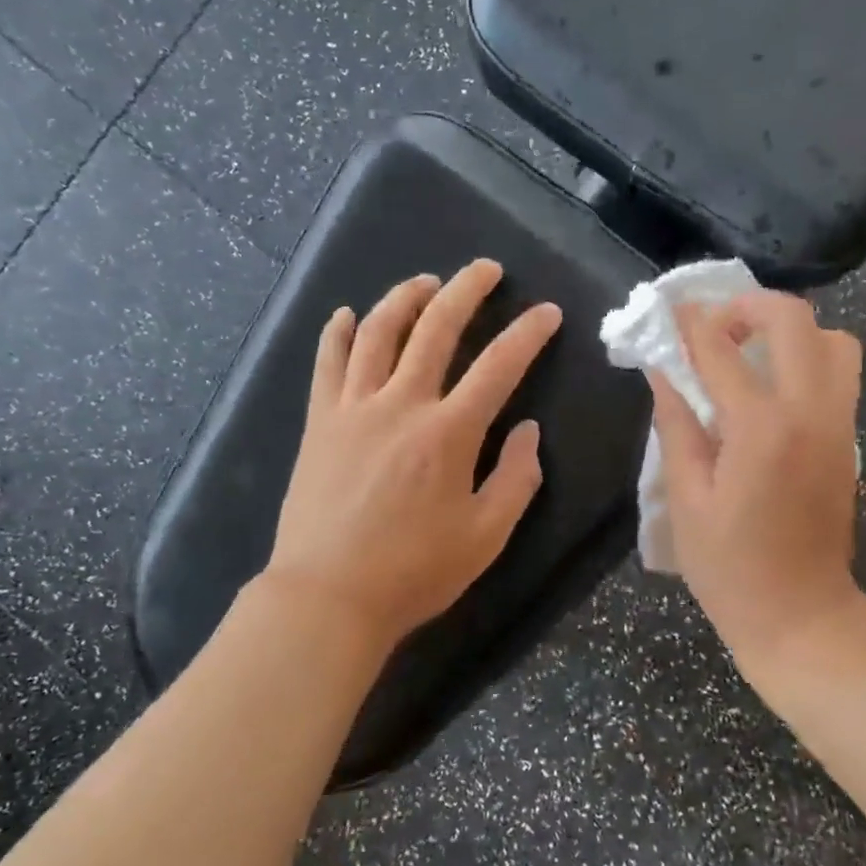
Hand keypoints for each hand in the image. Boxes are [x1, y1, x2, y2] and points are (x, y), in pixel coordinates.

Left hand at [265, 260, 561, 655]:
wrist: (327, 596)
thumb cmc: (414, 572)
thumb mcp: (486, 537)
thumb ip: (516, 479)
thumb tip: (528, 432)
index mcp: (449, 433)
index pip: (499, 366)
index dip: (527, 334)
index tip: (546, 312)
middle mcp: (401, 404)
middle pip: (436, 329)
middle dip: (466, 290)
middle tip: (485, 269)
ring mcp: (353, 408)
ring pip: (379, 333)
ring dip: (405, 298)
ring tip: (426, 282)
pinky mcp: (319, 422)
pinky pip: (327, 364)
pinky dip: (339, 333)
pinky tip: (348, 315)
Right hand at [649, 292, 865, 680]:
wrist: (802, 615)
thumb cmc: (730, 566)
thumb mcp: (685, 498)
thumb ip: (676, 425)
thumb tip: (662, 371)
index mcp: (761, 429)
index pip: (721, 350)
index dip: (690, 323)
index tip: (669, 309)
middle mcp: (809, 411)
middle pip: (793, 320)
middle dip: (748, 307)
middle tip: (714, 327)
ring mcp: (839, 423)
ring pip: (833, 339)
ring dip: (789, 330)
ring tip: (749, 352)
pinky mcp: (849, 438)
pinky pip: (839, 372)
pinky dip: (808, 357)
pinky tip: (770, 386)